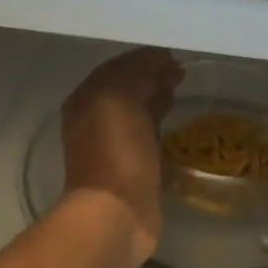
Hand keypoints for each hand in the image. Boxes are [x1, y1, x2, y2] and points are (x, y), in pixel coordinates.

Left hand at [61, 47, 182, 267]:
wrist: (116, 214)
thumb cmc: (116, 153)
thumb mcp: (120, 99)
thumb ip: (137, 74)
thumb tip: (160, 61)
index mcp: (86, 99)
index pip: (117, 66)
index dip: (143, 58)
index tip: (173, 53)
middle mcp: (94, 118)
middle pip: (126, 87)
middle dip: (151, 75)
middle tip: (180, 70)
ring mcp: (112, 144)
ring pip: (136, 110)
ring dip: (155, 97)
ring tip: (179, 89)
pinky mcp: (131, 166)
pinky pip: (146, 134)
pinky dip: (158, 122)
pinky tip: (174, 120)